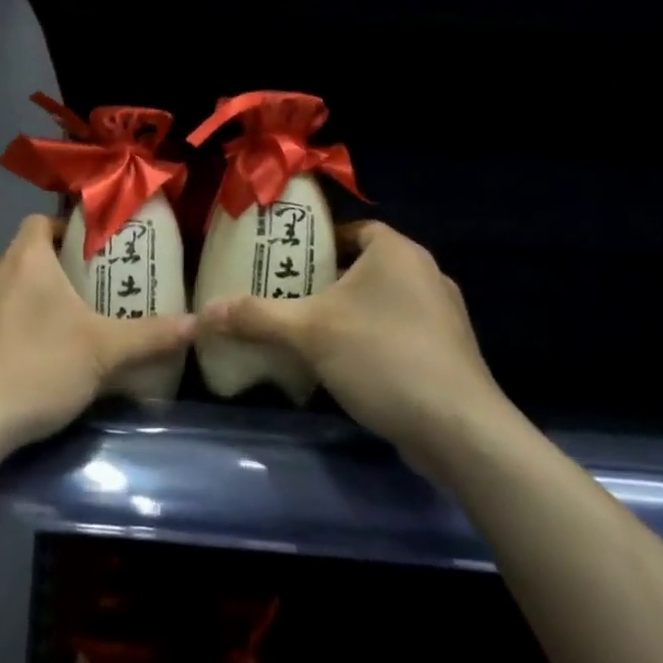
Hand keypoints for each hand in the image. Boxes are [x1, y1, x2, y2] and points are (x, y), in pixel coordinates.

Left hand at [0, 215, 194, 455]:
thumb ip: (150, 335)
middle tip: (91, 292)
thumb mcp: (104, 350)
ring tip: (67, 324)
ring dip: (34, 297)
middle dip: (57, 268)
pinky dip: (13, 322)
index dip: (67, 230)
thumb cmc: (39, 366)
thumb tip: (197, 323)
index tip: (93, 253)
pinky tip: (35, 354)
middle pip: (28, 253)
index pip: (41, 220)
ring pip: (9, 284)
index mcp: (24, 257)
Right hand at [198, 222, 512, 481]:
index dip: (319, 243)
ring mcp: (445, 315)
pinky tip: (350, 367)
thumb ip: (255, 316)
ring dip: (352, 314)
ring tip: (313, 333)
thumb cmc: (381, 357)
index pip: (353, 230)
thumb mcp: (307, 332)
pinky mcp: (453, 354)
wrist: (460, 431)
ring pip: (385, 302)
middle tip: (291, 298)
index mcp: (397, 251)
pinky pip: (403, 332)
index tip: (288, 264)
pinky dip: (375, 340)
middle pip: (366, 266)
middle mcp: (426, 273)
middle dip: (329, 282)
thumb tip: (202, 313)